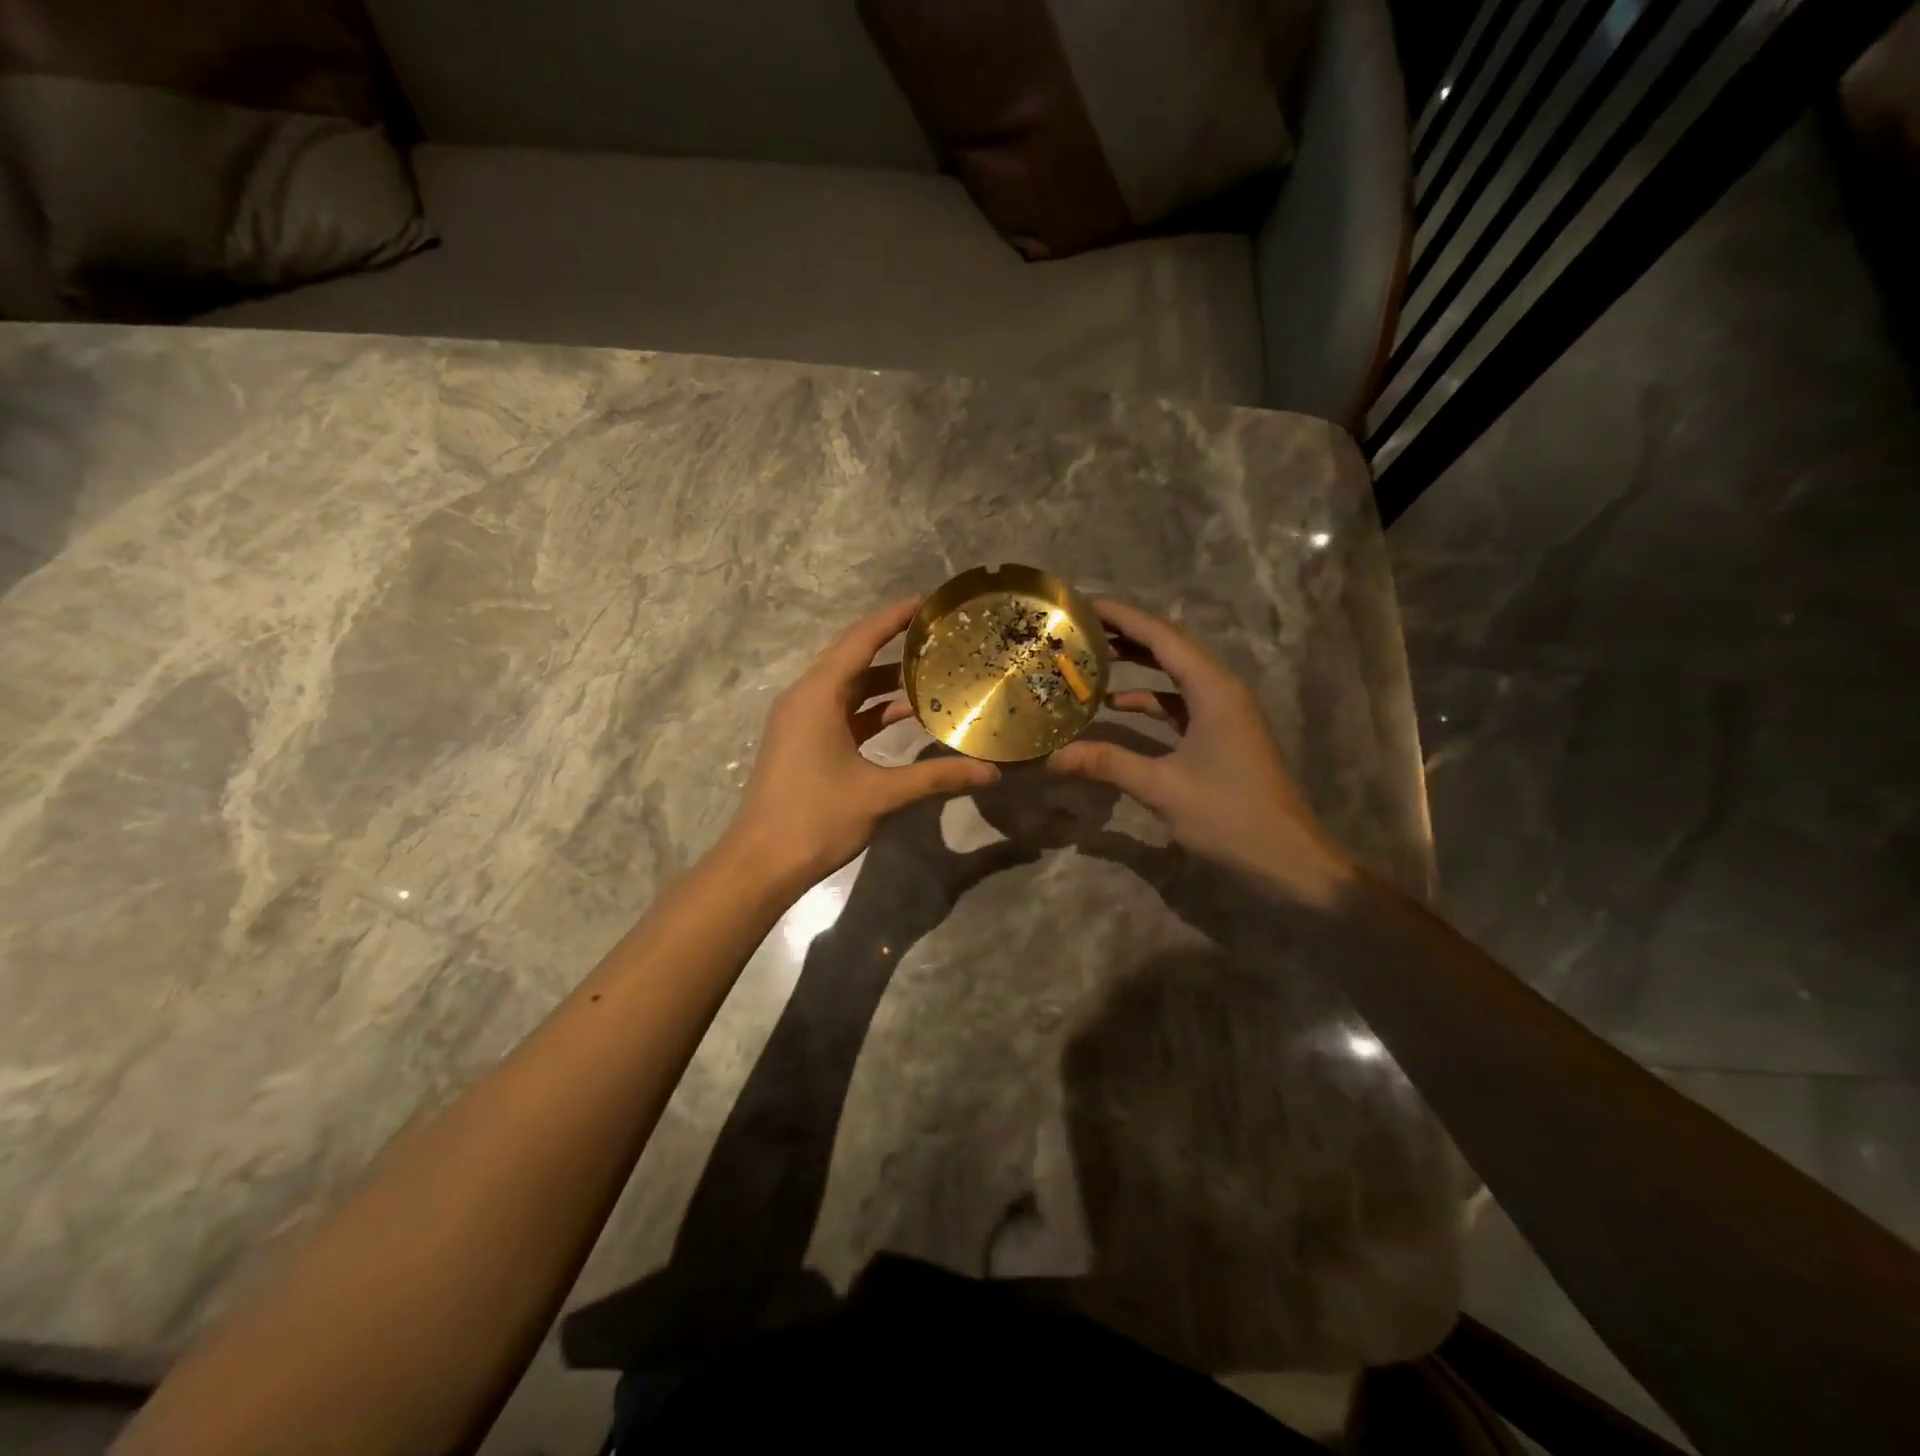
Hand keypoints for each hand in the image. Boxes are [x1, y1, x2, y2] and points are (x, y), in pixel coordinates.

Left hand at [725, 599, 999, 886]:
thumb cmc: (816, 819)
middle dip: (894, 644)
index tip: (928, 602)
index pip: (860, 640)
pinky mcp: (804, 743)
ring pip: (849, 688)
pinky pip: (843, 712)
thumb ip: (936, 777)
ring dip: (886, 682)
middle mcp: (806, 698)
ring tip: (932, 673)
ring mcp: (802, 721)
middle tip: (938, 635)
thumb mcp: (880, 794)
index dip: (894, 618)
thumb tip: (990, 773)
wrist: (761, 863)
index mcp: (817, 696)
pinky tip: (906, 715)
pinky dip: (872, 710)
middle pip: (853, 658)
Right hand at [1048, 599, 1353, 907]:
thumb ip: (1107, 764)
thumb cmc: (1229, 816)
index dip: (1122, 617)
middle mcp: (1221, 690)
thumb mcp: (1162, 788)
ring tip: (1091, 659)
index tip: (1083, 605)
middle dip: (1126, 635)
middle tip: (1079, 630)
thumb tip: (1052, 757)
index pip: (1162, 636)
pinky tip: (1117, 706)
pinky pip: (1181, 702)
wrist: (1286, 858)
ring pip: (1175, 674)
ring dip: (1138, 665)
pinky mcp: (1222, 733)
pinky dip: (1150, 699)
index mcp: (1213, 690)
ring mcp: (1224, 712)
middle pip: (1170, 647)